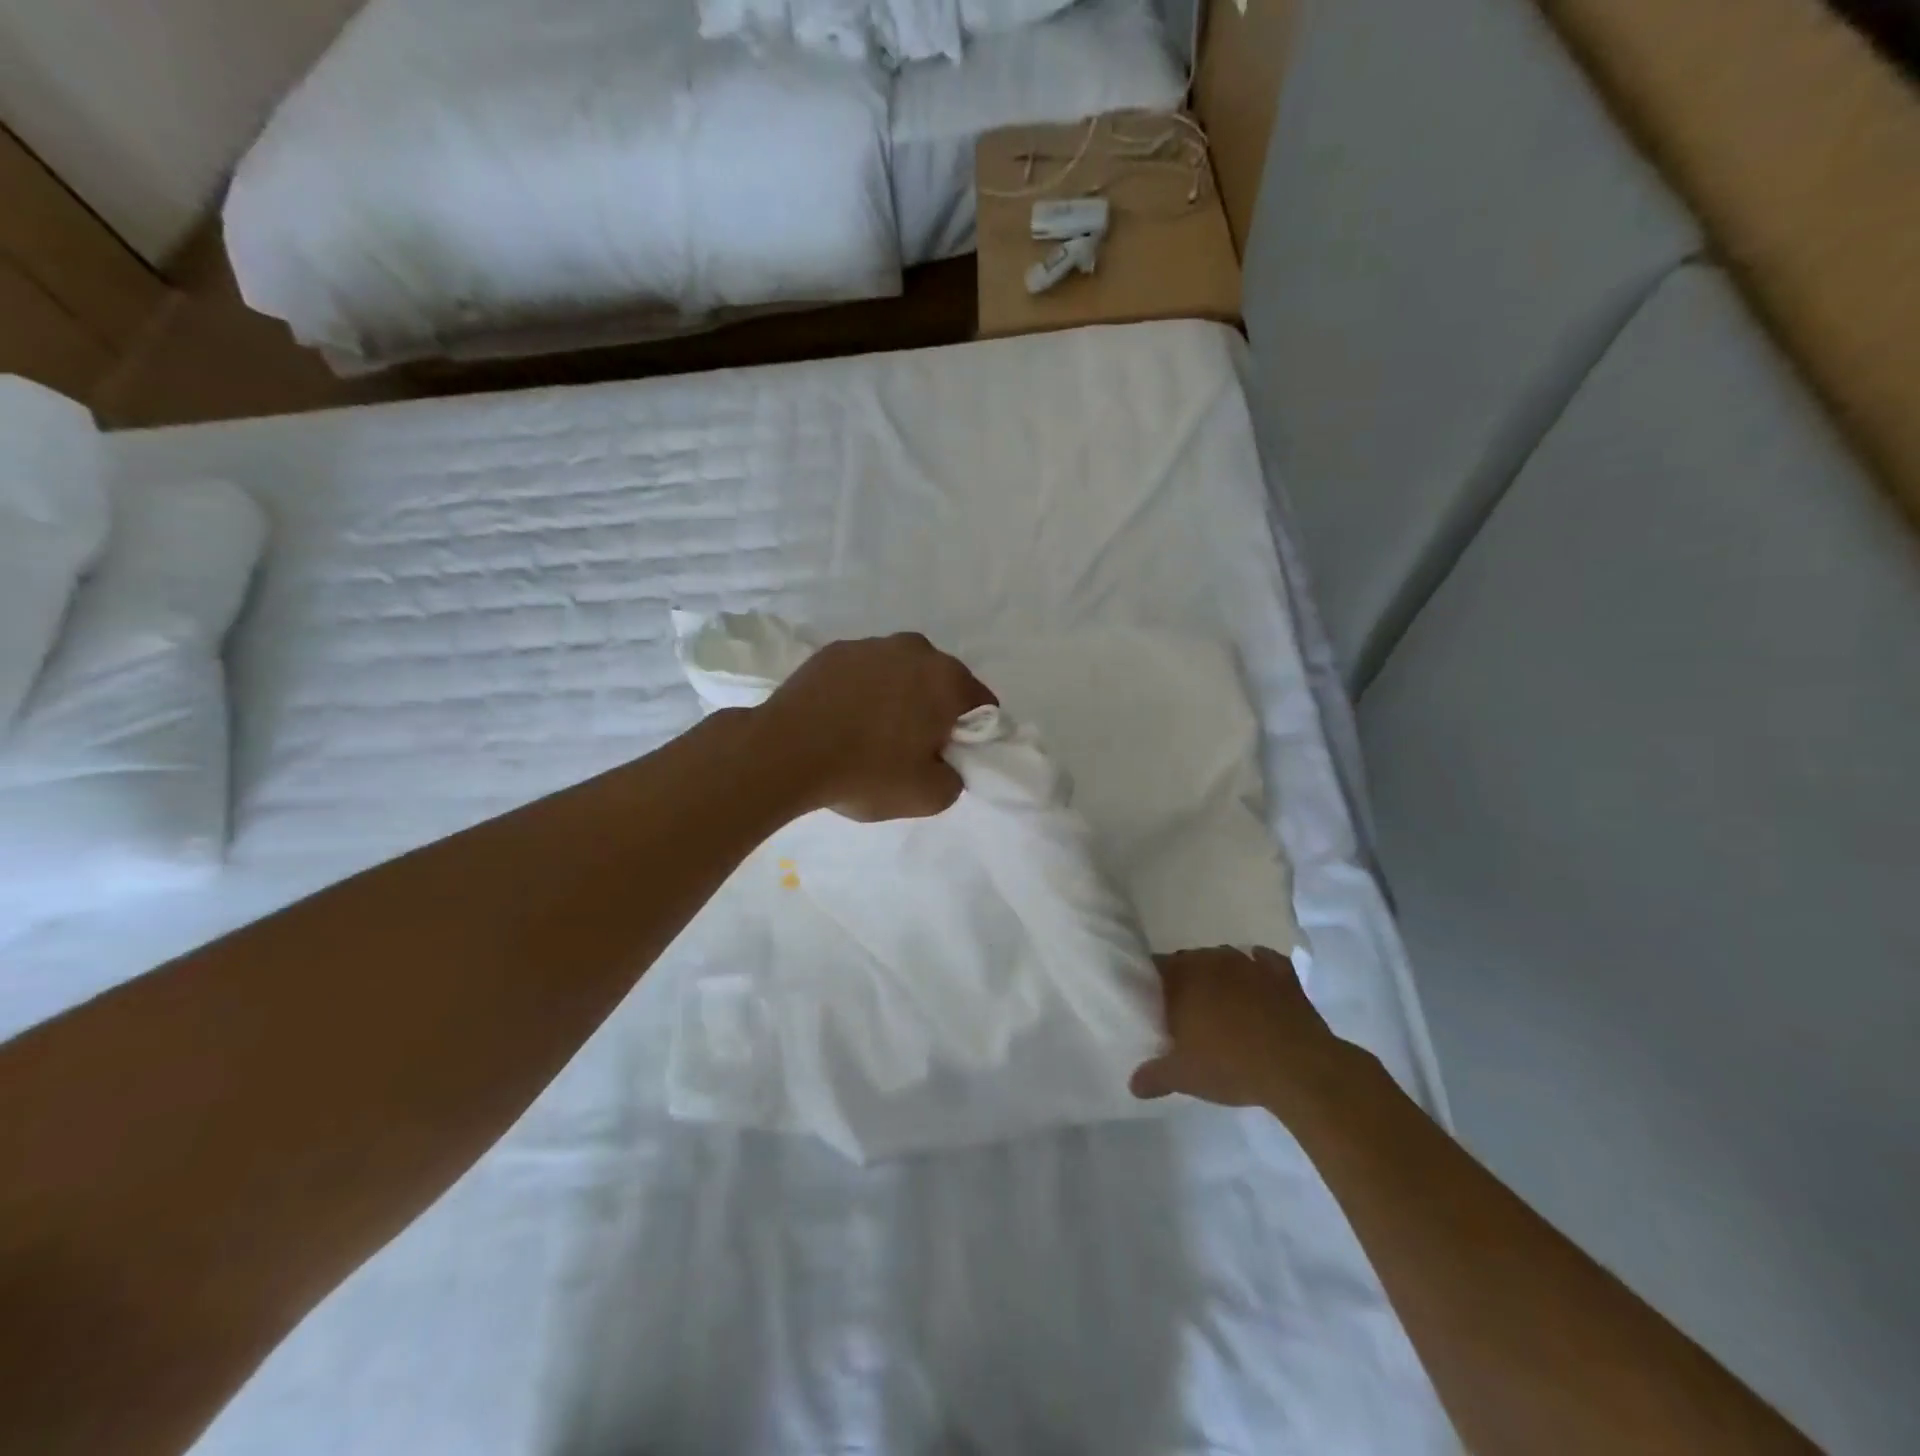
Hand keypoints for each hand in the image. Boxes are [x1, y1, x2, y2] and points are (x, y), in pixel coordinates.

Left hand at [753, 632, 996, 821]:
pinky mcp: (833, 651)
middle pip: (941, 683)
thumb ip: (955, 778)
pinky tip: (841, 719)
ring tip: (870, 733)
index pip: (982, 705)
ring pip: (901, 673)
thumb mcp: (929, 796)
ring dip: (898, 696)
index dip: (972, 734)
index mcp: (947, 679)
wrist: (785, 753)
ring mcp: (870, 645)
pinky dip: (862, 690)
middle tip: (911, 748)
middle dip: (935, 710)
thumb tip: (946, 763)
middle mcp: (915, 650)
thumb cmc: (866, 772)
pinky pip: (863, 672)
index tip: (949, 756)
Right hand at [1130, 946, 1340, 1108]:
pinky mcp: (1282, 974)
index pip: (1155, 967)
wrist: (1299, 1068)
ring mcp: (1249, 963)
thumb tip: (1133, 1084)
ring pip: (1224, 959)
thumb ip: (1154, 1076)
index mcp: (1182, 978)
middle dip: (1185, 980)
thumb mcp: (1185, 1077)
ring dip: (1219, 975)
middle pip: (1189, 961)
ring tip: (1222, 1002)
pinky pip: (1264, 962)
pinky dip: (1259, 970)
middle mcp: (1212, 961)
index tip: (1153, 1003)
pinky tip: (1259, 986)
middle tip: (1185, 1009)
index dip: (1152, 983)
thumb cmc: (1231, 1066)